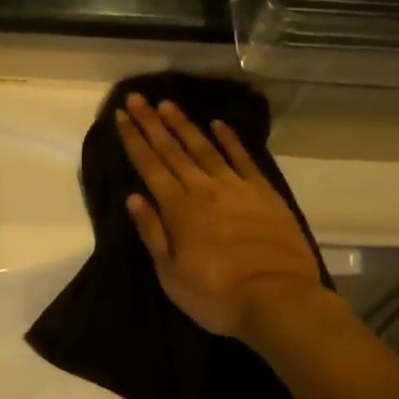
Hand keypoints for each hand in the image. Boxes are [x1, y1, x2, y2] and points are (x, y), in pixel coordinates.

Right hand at [114, 92, 326, 343]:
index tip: (120, 116)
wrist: (278, 299)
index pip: (149, 166)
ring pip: (205, 148)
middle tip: (136, 98)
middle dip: (152, 123)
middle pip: (172, 150)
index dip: (133, 140)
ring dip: (184, 125)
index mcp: (177, 209)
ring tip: (168, 104)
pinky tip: (219, 124)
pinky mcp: (264, 194)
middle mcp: (203, 189)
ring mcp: (236, 188)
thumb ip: (152, 232)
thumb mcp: (170, 273)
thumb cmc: (215, 295)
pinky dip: (230, 140)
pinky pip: (244, 159)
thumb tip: (134, 197)